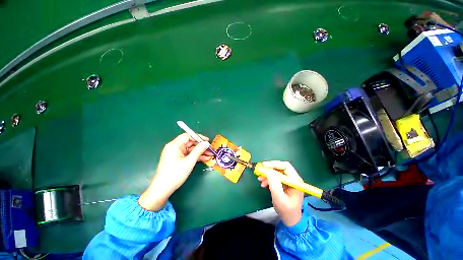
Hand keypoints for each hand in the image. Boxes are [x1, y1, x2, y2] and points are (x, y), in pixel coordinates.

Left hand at [139, 133, 212, 210]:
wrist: (162, 189)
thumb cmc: (175, 174)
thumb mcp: (189, 161)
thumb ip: (198, 150)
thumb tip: (206, 143)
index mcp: (174, 145)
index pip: (187, 136)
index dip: (198, 137)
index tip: (207, 141)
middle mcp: (174, 147)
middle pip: (190, 143)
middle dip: (201, 146)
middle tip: (210, 149)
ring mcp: (176, 154)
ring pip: (190, 149)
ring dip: (200, 152)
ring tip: (210, 155)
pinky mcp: (177, 159)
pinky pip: (188, 155)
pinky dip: (196, 156)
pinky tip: (205, 159)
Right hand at [257, 161, 303, 226]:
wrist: (290, 220)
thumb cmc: (286, 210)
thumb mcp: (279, 198)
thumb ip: (274, 184)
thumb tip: (268, 171)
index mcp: (295, 181)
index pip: (285, 166)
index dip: (274, 164)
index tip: (263, 166)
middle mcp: (293, 178)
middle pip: (280, 167)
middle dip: (269, 169)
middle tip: (260, 171)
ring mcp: (289, 180)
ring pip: (277, 172)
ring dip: (267, 174)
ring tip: (260, 179)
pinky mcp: (284, 183)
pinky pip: (275, 177)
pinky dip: (268, 178)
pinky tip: (263, 184)